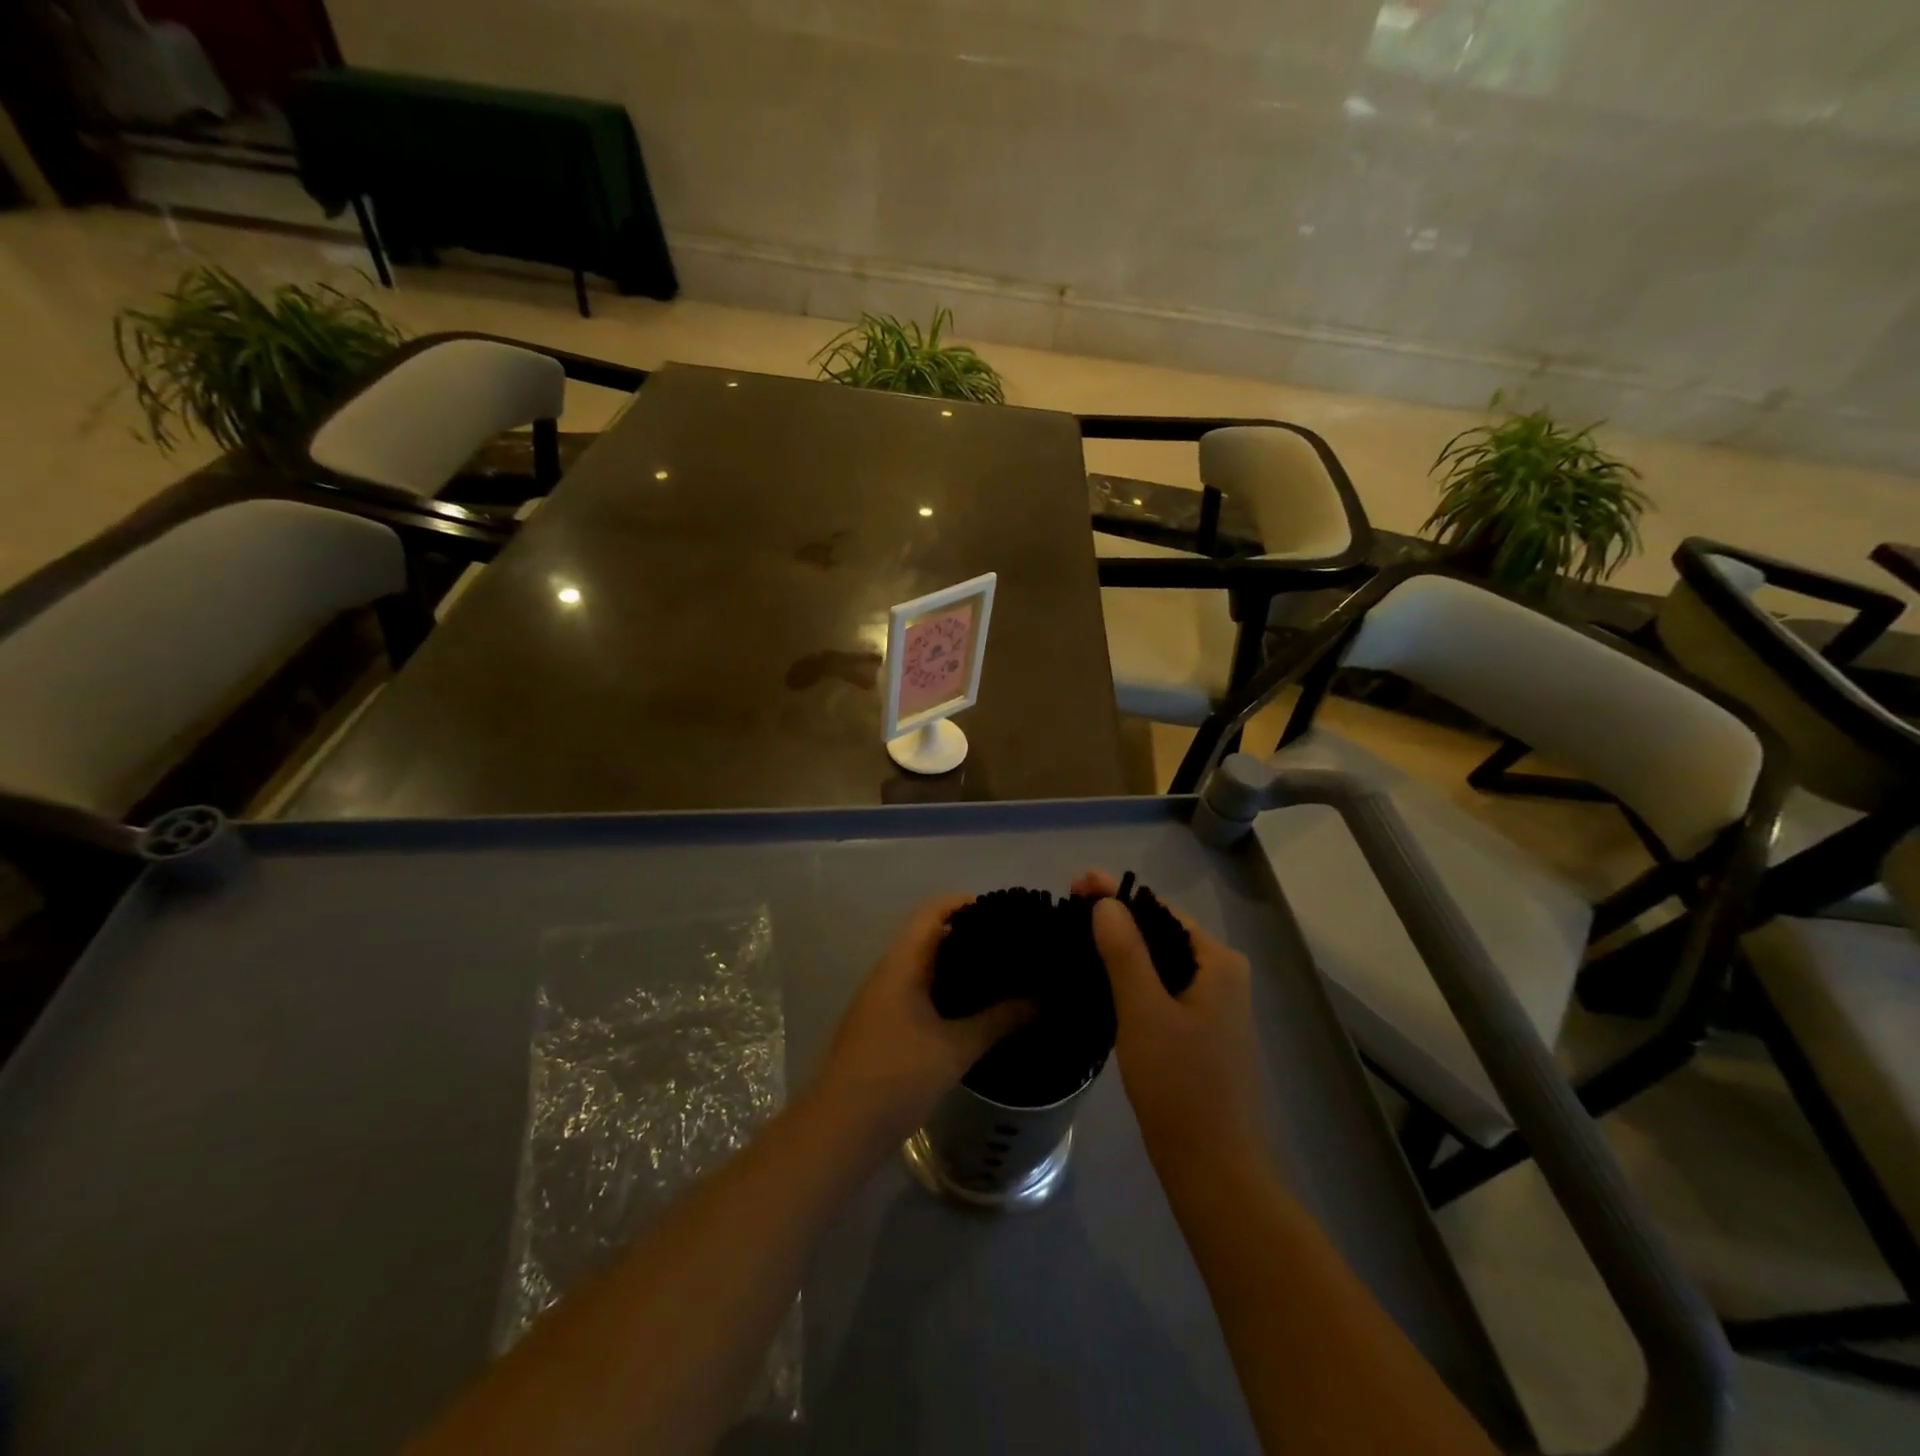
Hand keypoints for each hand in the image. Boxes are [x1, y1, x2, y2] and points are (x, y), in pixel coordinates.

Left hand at [807, 896, 1031, 1156]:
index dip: (968, 904)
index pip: (934, 912)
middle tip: (1016, 945)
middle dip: (972, 935)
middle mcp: (890, 972)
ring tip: (1005, 973)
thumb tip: (1042, 998)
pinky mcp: (886, 1025)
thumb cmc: (895, 1078)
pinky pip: (922, 992)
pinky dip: (949, 991)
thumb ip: (999, 1020)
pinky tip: (977, 1009)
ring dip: (961, 966)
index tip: (1007, 912)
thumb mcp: (954, 1049)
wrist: (838, 1130)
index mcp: (902, 964)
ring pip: (927, 966)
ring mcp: (884, 999)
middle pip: (932, 936)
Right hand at [1072, 872, 1266, 1174]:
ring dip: (1120, 950)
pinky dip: (1130, 980)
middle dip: (1115, 919)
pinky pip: (1161, 990)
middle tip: (1066, 911)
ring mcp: (1213, 1007)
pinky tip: (1097, 981)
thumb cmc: (1180, 1085)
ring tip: (1073, 939)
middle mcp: (1222, 976)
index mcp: (1218, 963)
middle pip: (1161, 933)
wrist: (1213, 1170)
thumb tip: (1106, 902)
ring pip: (1159, 963)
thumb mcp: (1144, 1011)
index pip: (1160, 910)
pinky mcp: (1200, 1034)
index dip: (1116, 894)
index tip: (1073, 886)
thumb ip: (1124, 951)